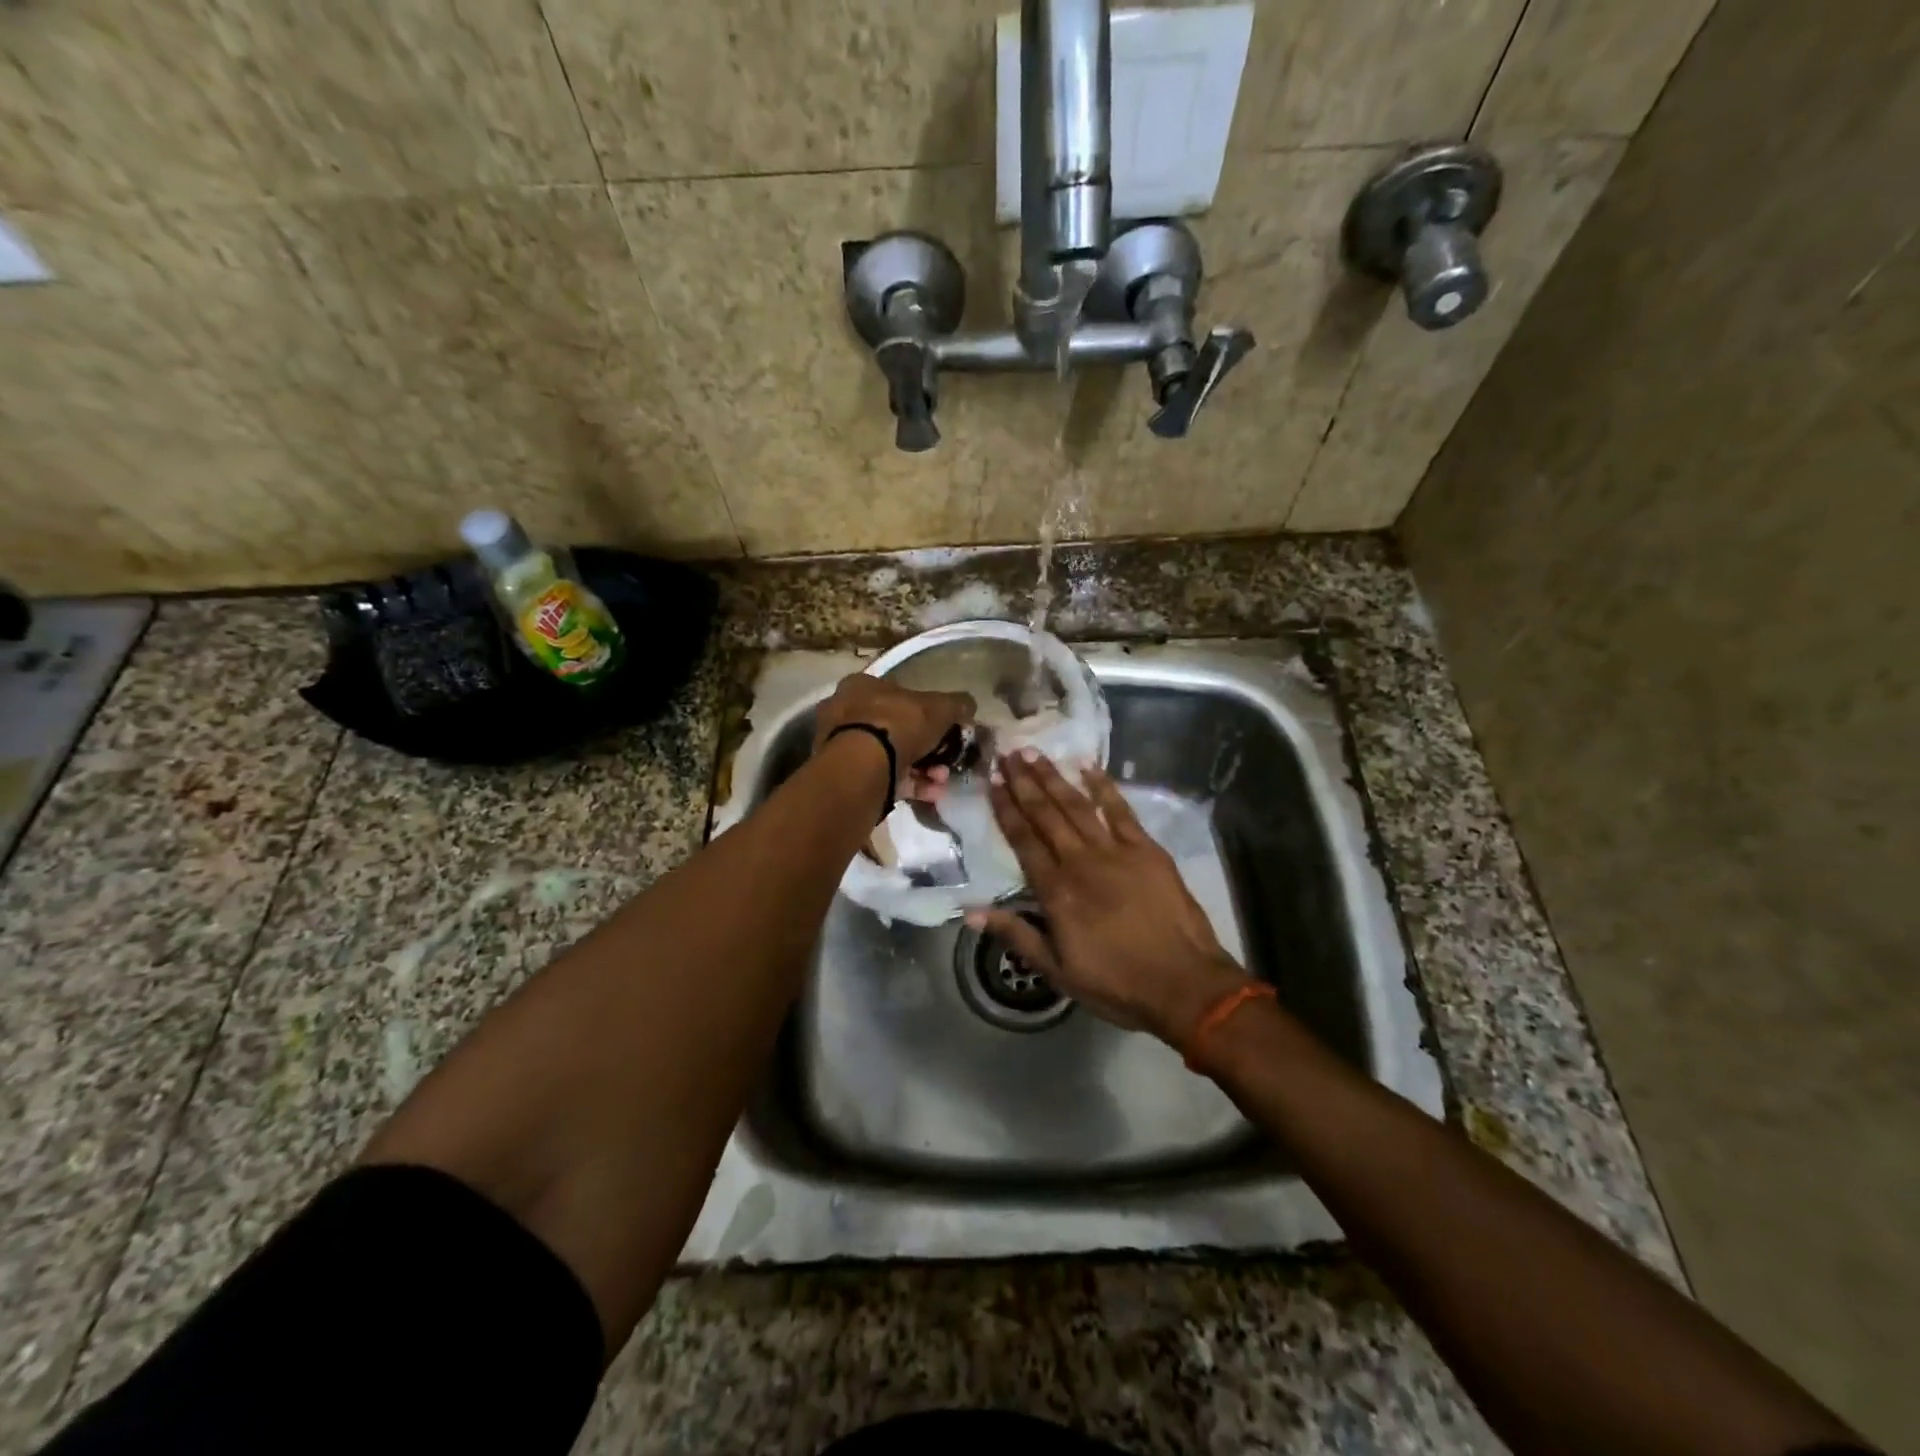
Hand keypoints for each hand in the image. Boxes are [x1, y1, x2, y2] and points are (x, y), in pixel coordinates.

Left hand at [814, 673, 975, 801]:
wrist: (863, 766)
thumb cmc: (898, 723)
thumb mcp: (940, 707)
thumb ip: (956, 704)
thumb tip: (968, 705)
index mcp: (861, 686)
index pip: (896, 693)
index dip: (925, 712)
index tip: (945, 729)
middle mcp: (845, 712)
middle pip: (894, 728)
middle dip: (926, 746)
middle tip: (946, 759)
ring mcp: (841, 746)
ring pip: (890, 756)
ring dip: (922, 768)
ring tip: (941, 779)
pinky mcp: (845, 776)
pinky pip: (884, 778)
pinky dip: (909, 785)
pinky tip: (932, 793)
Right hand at [970, 750, 1251, 1043]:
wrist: (1184, 984)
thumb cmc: (1116, 983)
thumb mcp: (1057, 971)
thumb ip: (1016, 935)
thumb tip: (972, 910)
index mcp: (1056, 891)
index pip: (1023, 840)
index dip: (1005, 808)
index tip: (991, 782)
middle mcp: (1081, 861)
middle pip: (1046, 814)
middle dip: (1024, 782)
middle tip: (1006, 755)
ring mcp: (1116, 851)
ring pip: (1077, 805)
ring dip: (1054, 778)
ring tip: (1034, 754)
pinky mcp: (1147, 849)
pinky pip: (1120, 810)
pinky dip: (1103, 787)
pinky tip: (1088, 766)